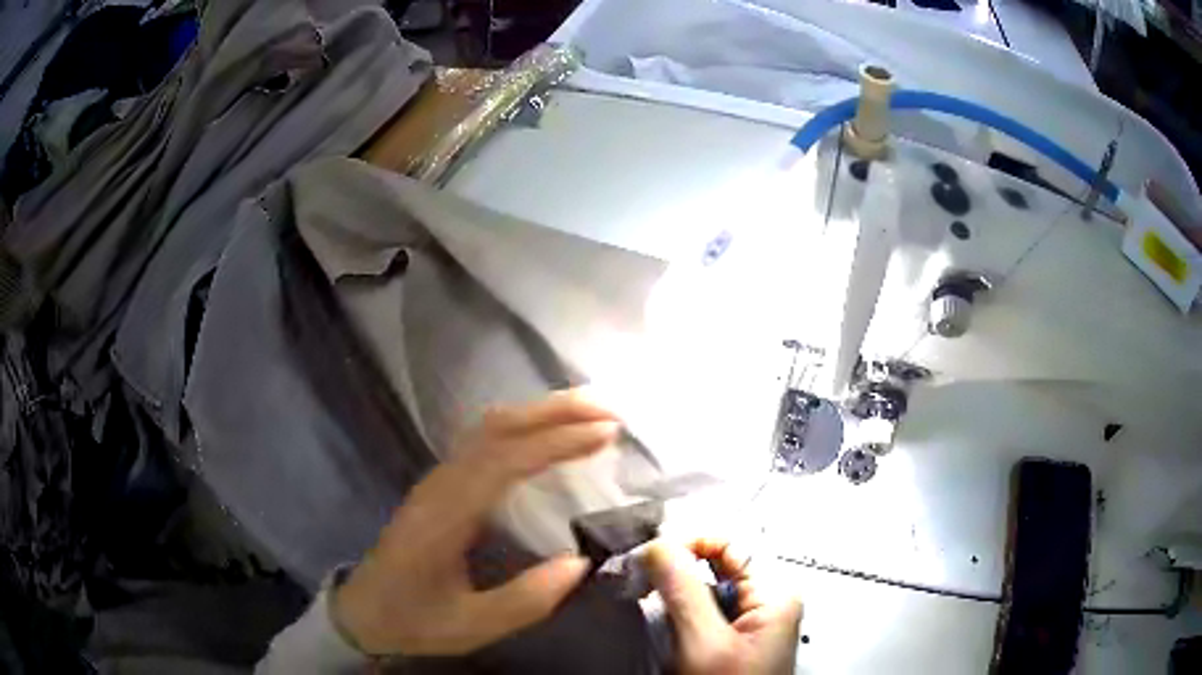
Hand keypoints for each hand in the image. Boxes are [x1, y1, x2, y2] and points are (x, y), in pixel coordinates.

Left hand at [333, 390, 620, 655]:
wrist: (363, 610)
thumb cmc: (414, 619)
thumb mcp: (471, 625)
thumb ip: (526, 599)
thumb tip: (581, 561)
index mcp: (446, 515)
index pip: (505, 460)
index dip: (556, 442)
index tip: (605, 434)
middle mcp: (441, 484)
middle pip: (496, 427)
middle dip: (554, 411)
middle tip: (609, 410)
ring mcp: (438, 479)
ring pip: (488, 427)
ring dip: (539, 412)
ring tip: (588, 413)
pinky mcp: (441, 484)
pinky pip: (484, 439)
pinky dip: (523, 425)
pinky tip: (547, 433)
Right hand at [643, 538, 802, 674]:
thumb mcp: (704, 644)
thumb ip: (683, 591)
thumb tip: (660, 545)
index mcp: (776, 595)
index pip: (733, 543)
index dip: (691, 540)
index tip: (653, 553)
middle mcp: (767, 602)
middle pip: (719, 562)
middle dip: (678, 565)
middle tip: (641, 574)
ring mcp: (750, 621)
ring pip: (707, 586)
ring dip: (674, 587)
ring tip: (646, 594)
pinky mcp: (732, 638)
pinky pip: (703, 608)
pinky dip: (677, 607)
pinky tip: (661, 616)